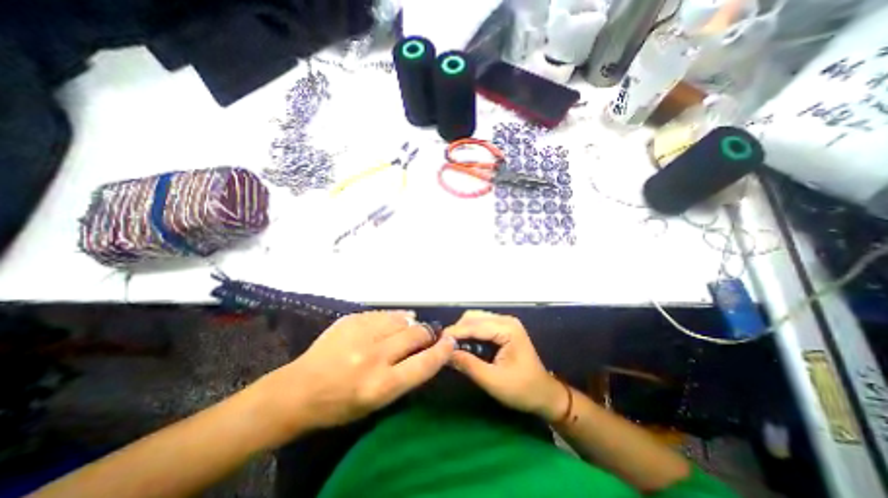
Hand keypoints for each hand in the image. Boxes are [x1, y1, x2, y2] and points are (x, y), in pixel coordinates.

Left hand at [256, 312, 450, 435]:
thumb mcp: (377, 401)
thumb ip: (405, 375)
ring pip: (401, 319)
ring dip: (411, 323)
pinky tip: (394, 321)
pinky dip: (394, 317)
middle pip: (416, 335)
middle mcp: (374, 357)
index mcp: (381, 385)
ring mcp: (360, 335)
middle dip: (428, 333)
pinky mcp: (351, 320)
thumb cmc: (341, 404)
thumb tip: (427, 350)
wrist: (299, 390)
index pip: (424, 364)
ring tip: (409, 328)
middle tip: (429, 333)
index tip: (451, 341)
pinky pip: (383, 313)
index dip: (443, 350)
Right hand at [449, 314, 564, 421]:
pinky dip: (470, 333)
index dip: (455, 333)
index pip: (475, 326)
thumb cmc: (522, 389)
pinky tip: (464, 345)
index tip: (437, 341)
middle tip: (444, 347)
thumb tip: (445, 354)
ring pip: (476, 319)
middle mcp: (506, 320)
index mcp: (508, 329)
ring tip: (452, 347)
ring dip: (462, 331)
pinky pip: (481, 325)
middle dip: (457, 330)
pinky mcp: (503, 329)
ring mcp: (506, 323)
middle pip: (474, 317)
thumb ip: (468, 365)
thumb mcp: (493, 381)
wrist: (544, 394)